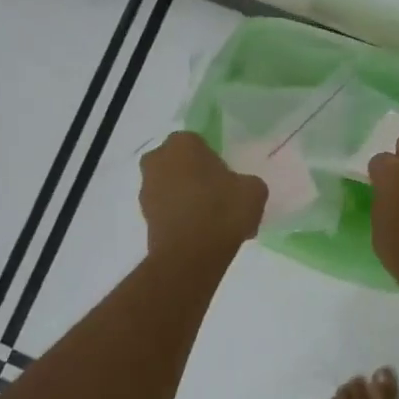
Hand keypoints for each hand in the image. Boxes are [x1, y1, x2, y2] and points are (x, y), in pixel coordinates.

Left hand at [140, 132, 267, 261]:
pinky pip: (169, 210)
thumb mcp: (254, 189)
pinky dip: (182, 217)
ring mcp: (146, 189)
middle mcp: (157, 160)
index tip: (229, 179)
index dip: (215, 161)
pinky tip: (203, 234)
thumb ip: (246, 181)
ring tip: (213, 220)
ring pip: (173, 187)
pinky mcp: (144, 216)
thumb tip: (240, 188)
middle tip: (220, 196)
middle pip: (182, 164)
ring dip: (188, 198)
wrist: (191, 256)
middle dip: (197, 176)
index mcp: (182, 143)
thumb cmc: (222, 211)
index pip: (200, 143)